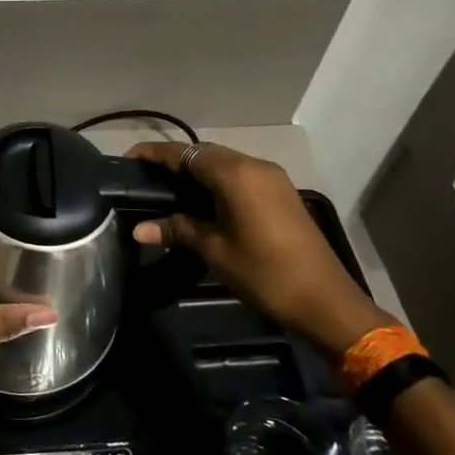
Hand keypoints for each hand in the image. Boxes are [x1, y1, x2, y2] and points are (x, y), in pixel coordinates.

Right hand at [127, 141, 393, 355]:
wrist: (326, 301)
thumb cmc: (264, 273)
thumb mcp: (214, 251)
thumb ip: (177, 230)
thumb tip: (138, 229)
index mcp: (235, 174)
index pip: (185, 153)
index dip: (154, 154)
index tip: (128, 159)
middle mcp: (254, 166)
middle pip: (205, 153)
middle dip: (174, 161)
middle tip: (144, 178)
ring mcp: (272, 178)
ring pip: (224, 163)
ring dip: (196, 171)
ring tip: (167, 189)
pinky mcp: (281, 193)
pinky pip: (240, 176)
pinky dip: (216, 181)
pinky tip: (201, 201)